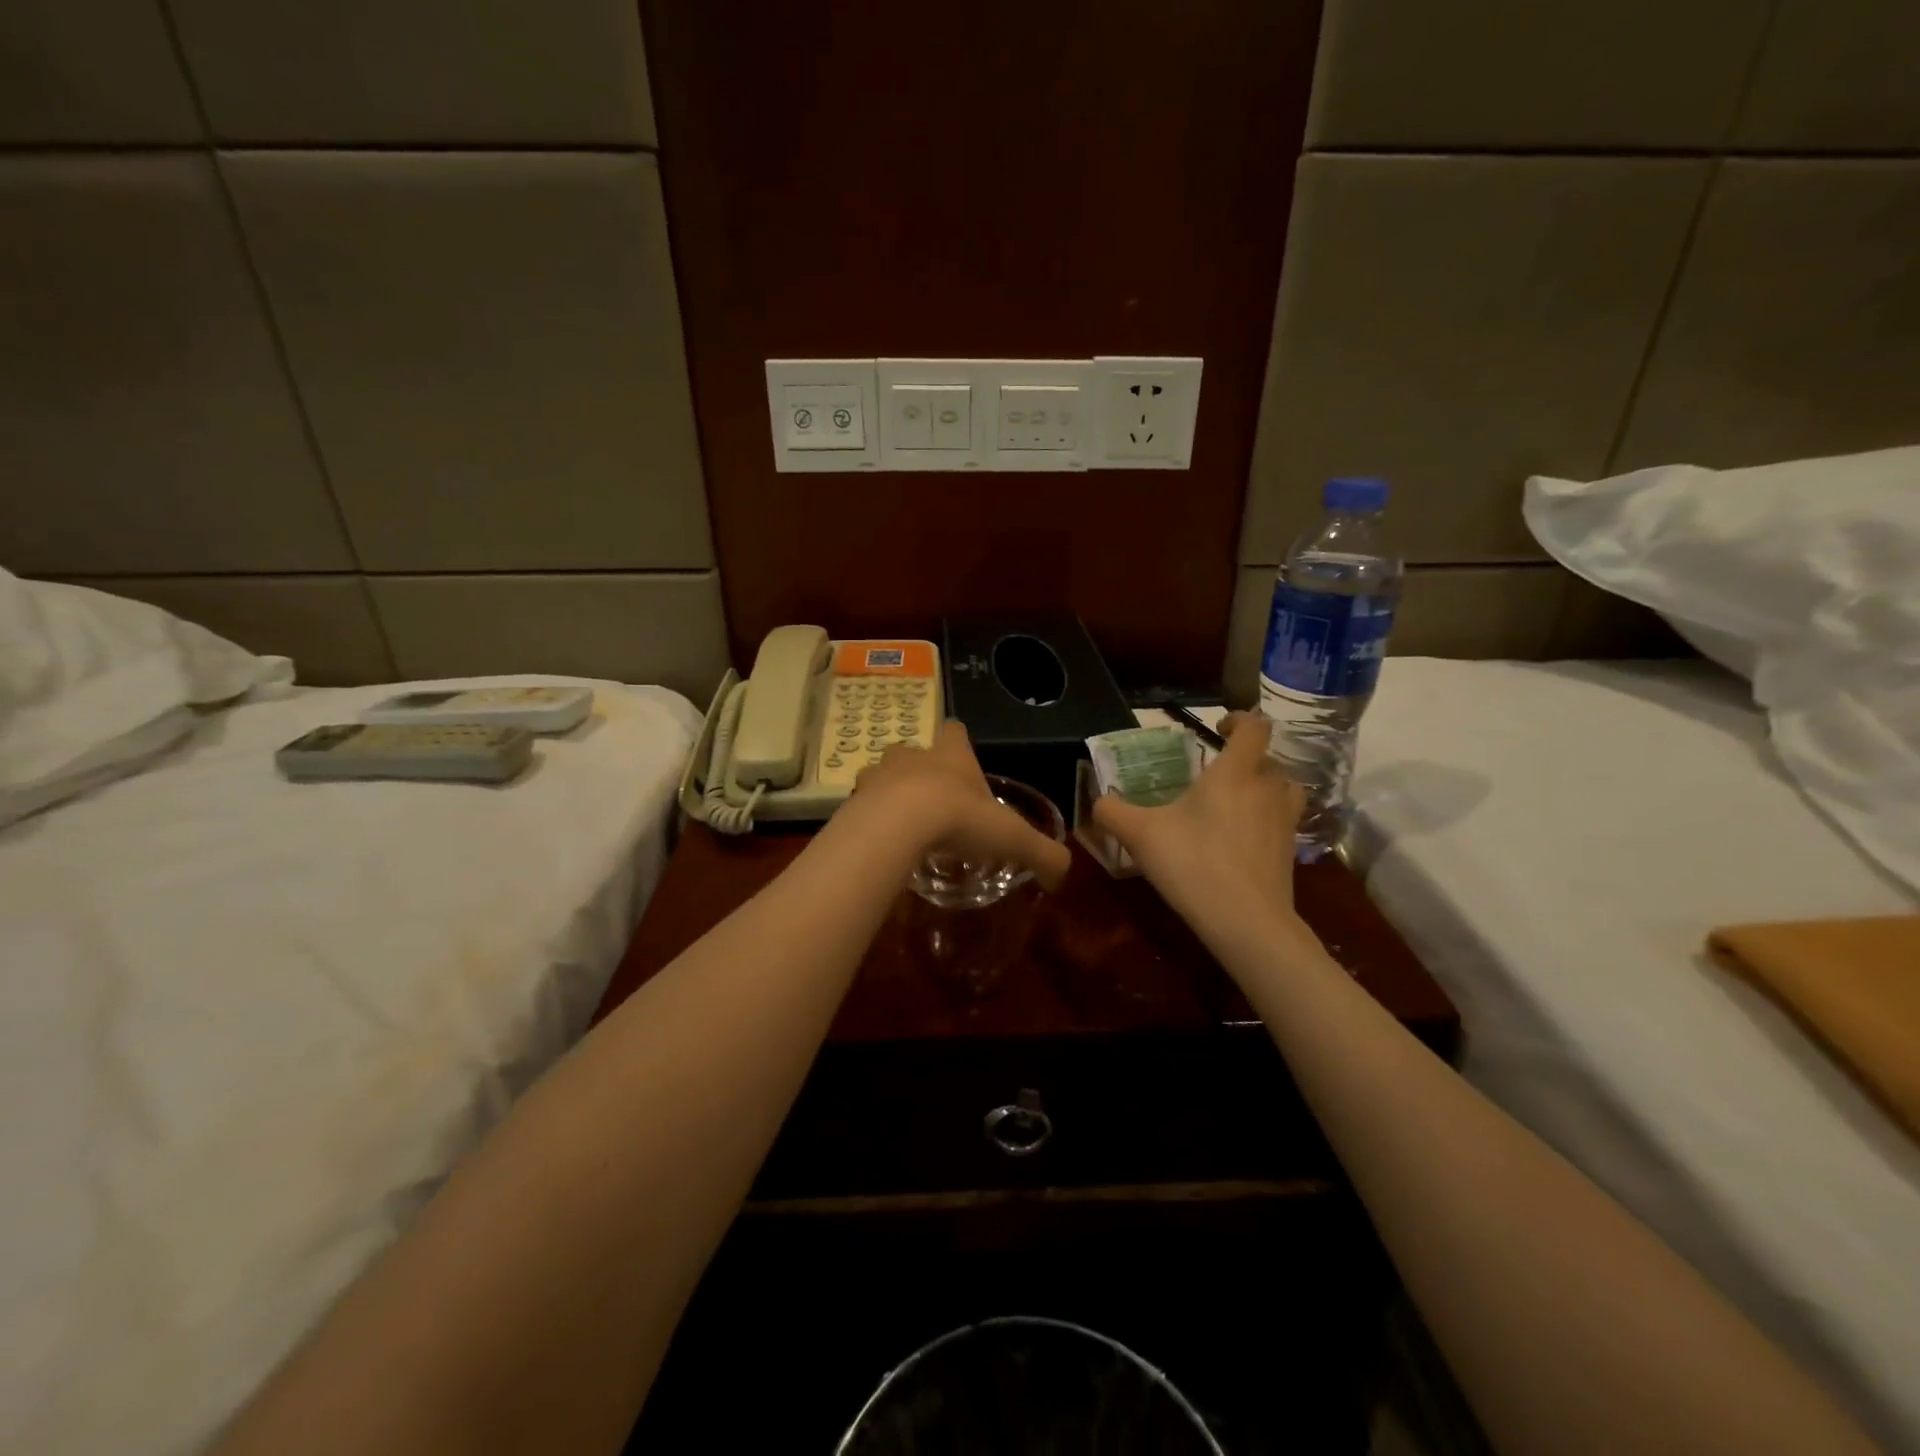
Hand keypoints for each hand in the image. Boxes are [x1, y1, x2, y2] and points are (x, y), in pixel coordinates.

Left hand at [851, 721, 1071, 891]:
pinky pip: (862, 805)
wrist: (898, 825)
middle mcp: (913, 756)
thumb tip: (1063, 876)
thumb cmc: (959, 819)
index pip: (955, 731)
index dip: (959, 743)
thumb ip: (1042, 854)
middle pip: (914, 751)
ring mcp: (878, 774)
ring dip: (891, 793)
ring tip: (902, 823)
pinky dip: (870, 819)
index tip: (962, 762)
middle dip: (921, 771)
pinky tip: (881, 842)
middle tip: (933, 802)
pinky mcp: (854, 799)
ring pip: (883, 775)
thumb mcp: (1012, 838)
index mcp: (951, 755)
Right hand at [1092, 713, 1303, 922]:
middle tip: (1218, 772)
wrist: (1246, 921)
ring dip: (1266, 786)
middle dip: (1247, 758)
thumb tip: (1098, 801)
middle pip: (1270, 759)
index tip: (1219, 726)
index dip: (1240, 719)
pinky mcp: (1290, 852)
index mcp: (1234, 774)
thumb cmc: (1192, 864)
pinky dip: (1268, 819)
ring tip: (1240, 799)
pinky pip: (1284, 821)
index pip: (1254, 728)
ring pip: (1285, 788)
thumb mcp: (1139, 835)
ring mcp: (1284, 821)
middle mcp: (1266, 789)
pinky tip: (1244, 837)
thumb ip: (1113, 812)